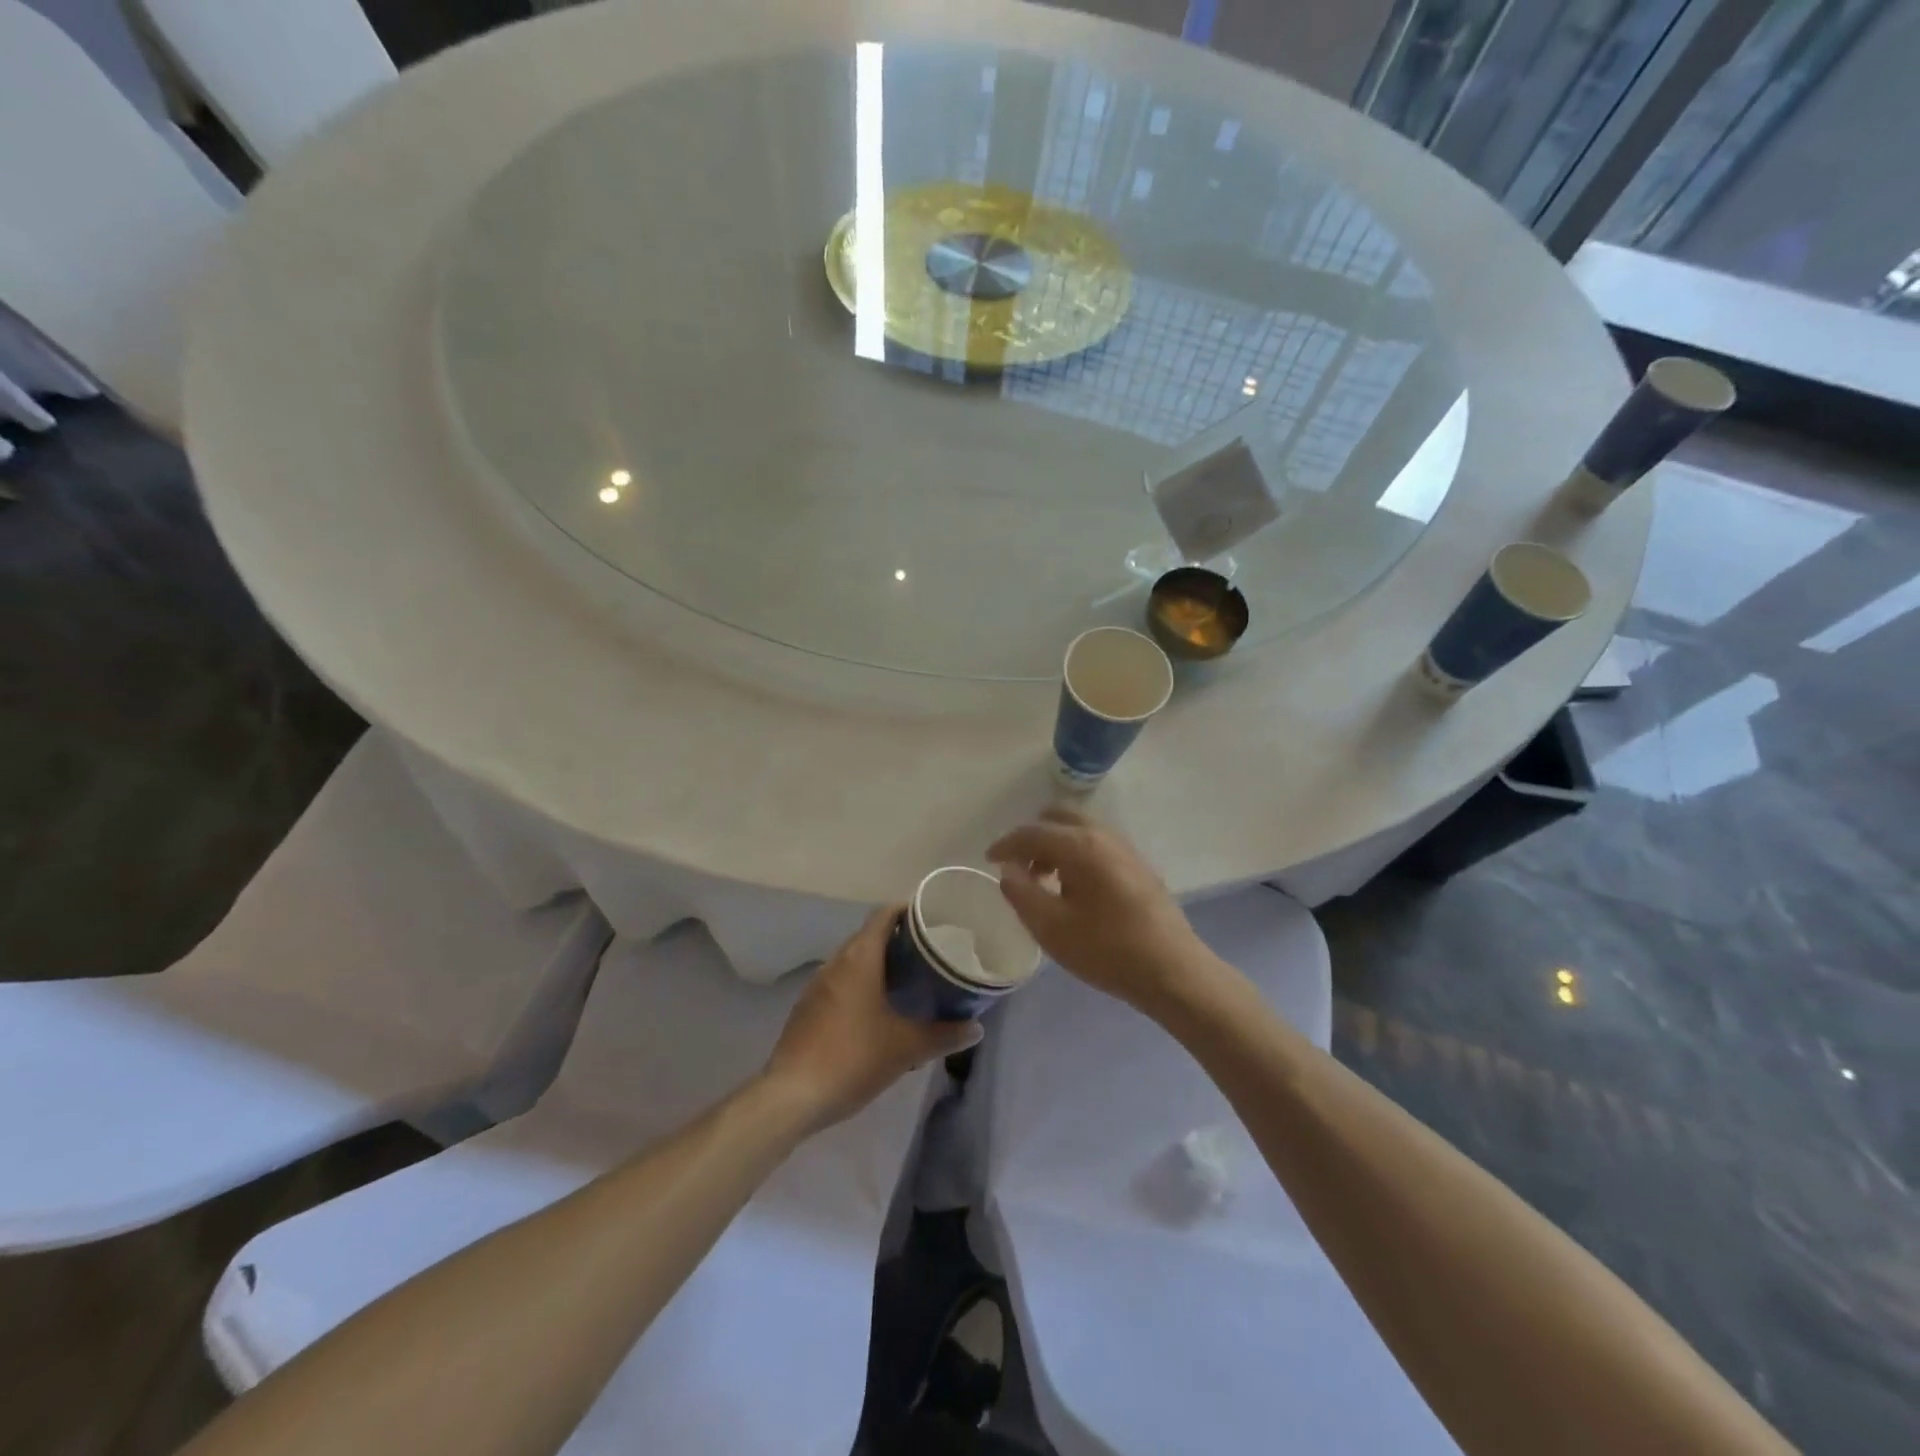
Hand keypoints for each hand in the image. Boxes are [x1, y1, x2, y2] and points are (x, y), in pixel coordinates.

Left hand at [762, 908, 981, 1132]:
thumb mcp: (905, 1048)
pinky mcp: (806, 1008)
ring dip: (877, 963)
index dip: (907, 911)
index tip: (931, 919)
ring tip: (907, 979)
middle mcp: (836, 963)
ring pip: (852, 960)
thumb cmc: (853, 1059)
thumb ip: (943, 1036)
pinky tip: (876, 1009)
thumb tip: (976, 1029)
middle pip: (868, 935)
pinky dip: (859, 984)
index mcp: (859, 959)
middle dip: (897, 939)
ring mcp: (816, 985)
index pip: (883, 915)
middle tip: (928, 952)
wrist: (791, 1096)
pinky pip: (839, 982)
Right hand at [988, 807, 1215, 1016]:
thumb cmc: (1106, 950)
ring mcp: (1125, 848)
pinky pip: (1097, 844)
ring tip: (1044, 881)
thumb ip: (1022, 893)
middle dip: (1033, 836)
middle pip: (1059, 817)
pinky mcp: (1138, 865)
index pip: (1032, 832)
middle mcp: (1103, 835)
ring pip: (1080, 829)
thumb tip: (1008, 870)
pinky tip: (1075, 889)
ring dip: (1055, 845)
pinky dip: (1076, 853)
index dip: (1006, 844)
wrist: (1172, 970)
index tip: (989, 860)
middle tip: (1019, 867)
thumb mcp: (1051, 927)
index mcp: (1080, 845)